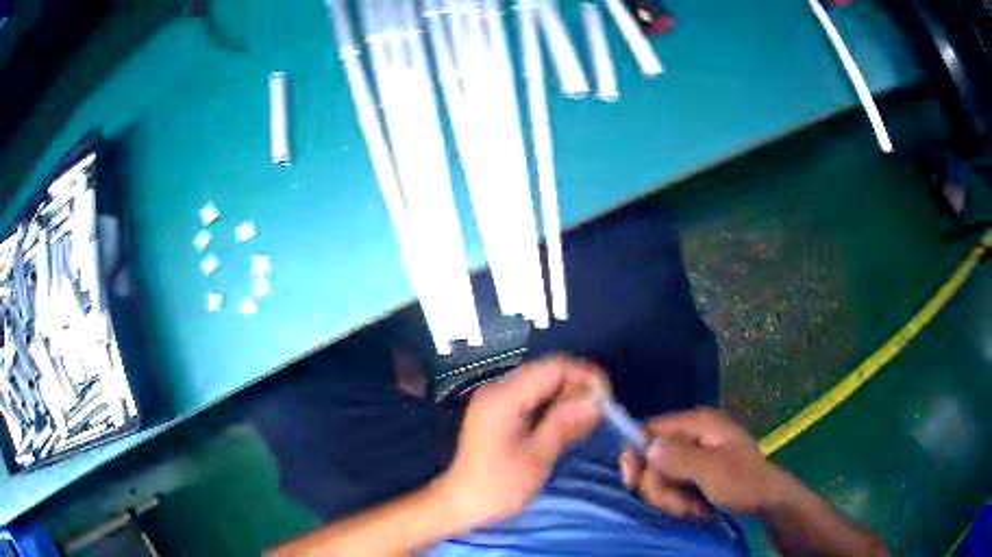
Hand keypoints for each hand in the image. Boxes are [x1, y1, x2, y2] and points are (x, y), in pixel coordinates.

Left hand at [438, 357, 606, 524]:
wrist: (462, 503)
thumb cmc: (498, 486)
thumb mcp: (537, 457)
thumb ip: (565, 423)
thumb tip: (596, 400)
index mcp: (504, 396)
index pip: (554, 368)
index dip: (585, 376)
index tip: (607, 399)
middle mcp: (498, 388)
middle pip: (548, 371)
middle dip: (578, 386)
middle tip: (600, 412)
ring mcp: (496, 399)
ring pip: (542, 383)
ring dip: (567, 396)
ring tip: (587, 420)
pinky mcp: (498, 411)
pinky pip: (533, 396)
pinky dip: (554, 405)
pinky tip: (566, 424)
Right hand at [619, 407, 785, 517]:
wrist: (767, 499)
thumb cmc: (744, 481)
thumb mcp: (713, 471)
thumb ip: (680, 459)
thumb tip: (647, 448)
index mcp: (698, 423)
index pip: (651, 429)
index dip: (636, 454)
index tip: (632, 483)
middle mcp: (692, 435)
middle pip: (652, 459)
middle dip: (661, 488)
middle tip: (678, 505)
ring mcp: (693, 454)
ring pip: (660, 478)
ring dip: (671, 500)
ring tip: (693, 509)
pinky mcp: (694, 471)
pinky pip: (671, 487)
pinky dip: (679, 502)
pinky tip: (696, 509)